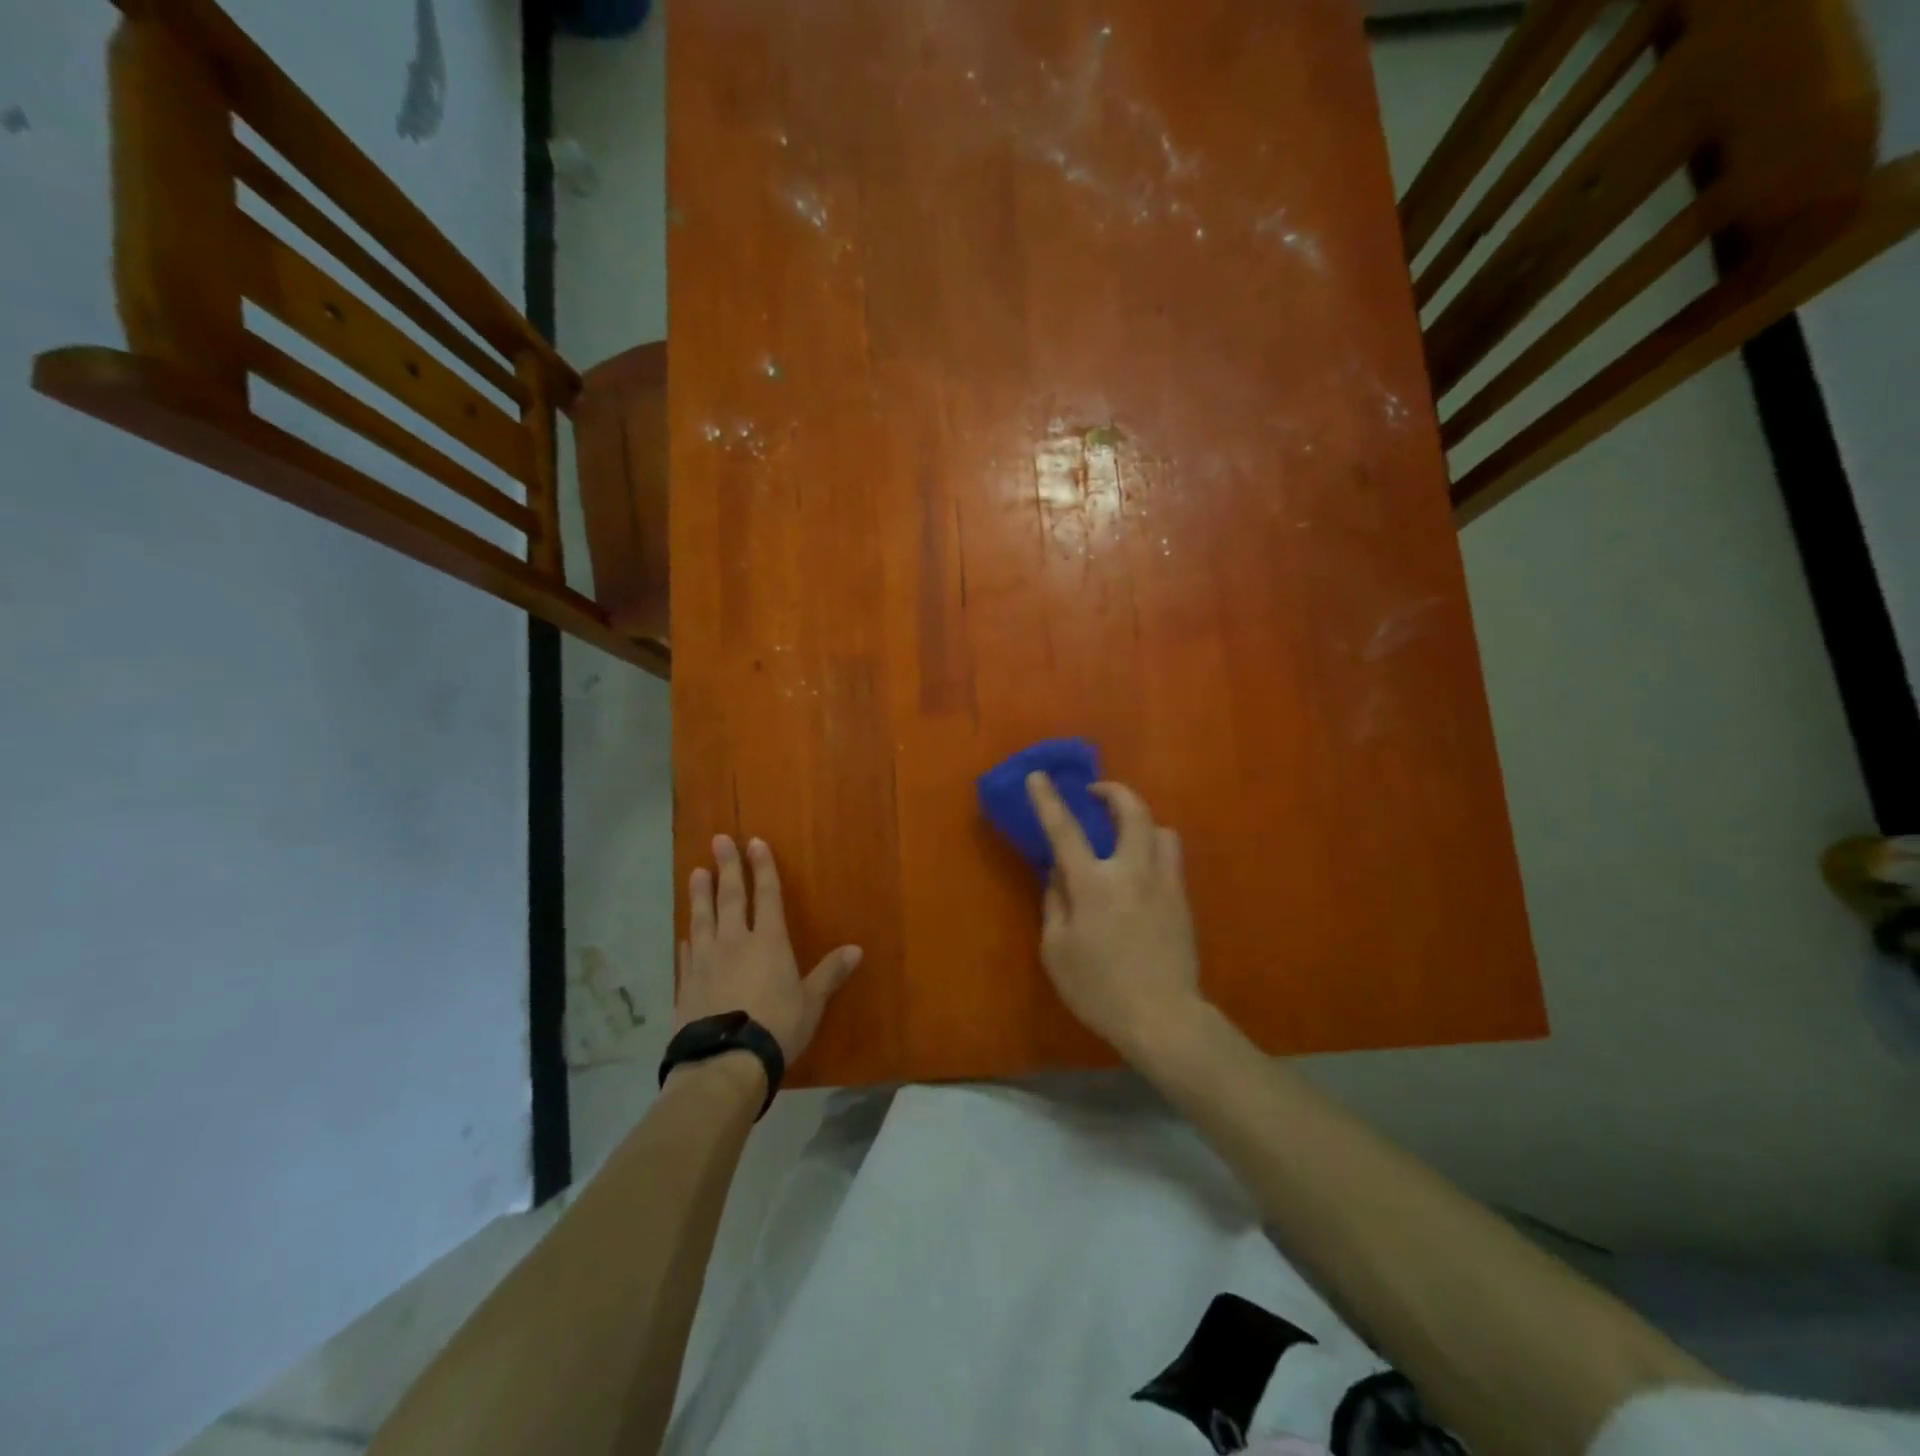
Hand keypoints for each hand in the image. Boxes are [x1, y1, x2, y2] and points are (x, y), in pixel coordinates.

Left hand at [675, 834, 862, 1066]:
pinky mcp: (686, 983)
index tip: (754, 842)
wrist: (724, 1062)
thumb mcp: (811, 1002)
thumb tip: (856, 949)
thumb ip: (829, 974)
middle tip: (718, 840)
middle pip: (731, 897)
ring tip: (696, 872)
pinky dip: (687, 938)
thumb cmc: (776, 1028)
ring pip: (703, 918)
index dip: (763, 868)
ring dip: (700, 894)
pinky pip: (687, 953)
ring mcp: (706, 961)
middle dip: (727, 867)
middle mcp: (735, 942)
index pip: (767, 896)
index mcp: (769, 942)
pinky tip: (685, 932)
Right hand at [1026, 773, 1205, 1060]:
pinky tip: (1141, 873)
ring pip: (1161, 830)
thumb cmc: (1099, 988)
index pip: (1065, 830)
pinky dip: (1153, 850)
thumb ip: (1055, 903)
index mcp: (1093, 883)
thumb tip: (1057, 873)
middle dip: (1113, 791)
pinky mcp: (1183, 901)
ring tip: (1124, 835)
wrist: (1163, 1017)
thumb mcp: (1056, 950)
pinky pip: (1171, 858)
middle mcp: (1132, 871)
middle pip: (1132, 811)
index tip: (1038, 776)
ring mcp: (1164, 883)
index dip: (1048, 800)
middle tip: (1096, 793)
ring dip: (1140, 822)